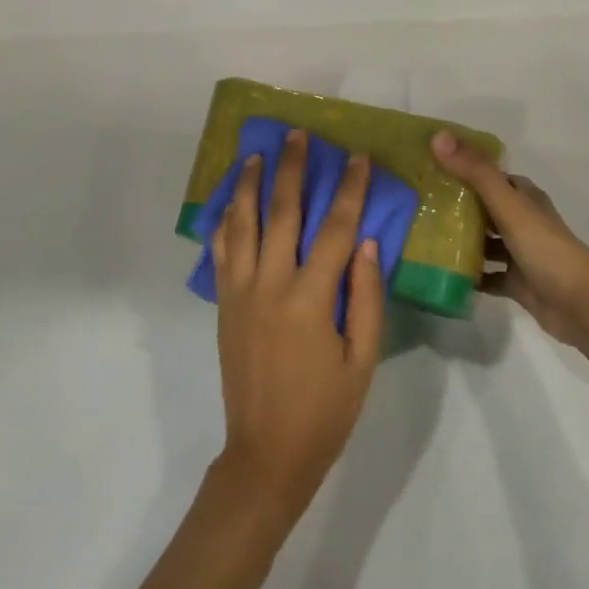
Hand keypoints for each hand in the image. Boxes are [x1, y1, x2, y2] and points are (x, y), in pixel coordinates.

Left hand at [211, 130, 384, 521]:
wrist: (266, 453)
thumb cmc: (325, 410)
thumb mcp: (363, 360)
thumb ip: (366, 297)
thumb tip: (367, 242)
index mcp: (311, 299)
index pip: (335, 229)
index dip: (349, 189)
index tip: (357, 157)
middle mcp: (270, 285)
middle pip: (282, 212)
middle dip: (292, 169)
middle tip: (297, 135)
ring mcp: (240, 292)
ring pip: (243, 223)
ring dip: (251, 184)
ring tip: (258, 153)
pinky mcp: (224, 303)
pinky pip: (221, 251)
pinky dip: (225, 220)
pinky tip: (231, 201)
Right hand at [432, 131, 588, 350]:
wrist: (581, 307)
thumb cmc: (546, 249)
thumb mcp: (509, 206)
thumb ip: (475, 172)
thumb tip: (438, 136)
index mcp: (525, 197)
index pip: (491, 175)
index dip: (464, 168)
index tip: (430, 166)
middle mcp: (523, 221)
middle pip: (485, 208)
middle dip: (457, 205)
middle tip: (418, 204)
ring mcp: (520, 254)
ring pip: (485, 242)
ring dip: (460, 240)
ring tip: (422, 237)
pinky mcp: (517, 283)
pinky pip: (487, 276)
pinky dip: (469, 275)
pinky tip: (443, 274)